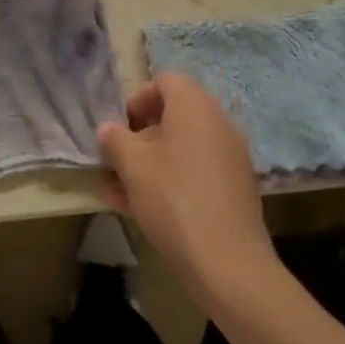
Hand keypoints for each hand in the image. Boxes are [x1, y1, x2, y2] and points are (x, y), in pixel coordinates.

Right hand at [97, 73, 279, 312]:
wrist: (227, 262)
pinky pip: (196, 173)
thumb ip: (115, 140)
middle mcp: (219, 123)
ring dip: (152, 162)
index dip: (139, 98)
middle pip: (175, 116)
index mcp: (195, 107)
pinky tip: (143, 210)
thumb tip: (108, 129)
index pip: (166, 81)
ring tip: (121, 191)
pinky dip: (172, 181)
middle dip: (142, 136)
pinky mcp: (236, 189)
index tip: (122, 127)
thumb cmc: (173, 198)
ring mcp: (231, 158)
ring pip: (183, 149)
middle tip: (119, 160)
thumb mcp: (132, 165)